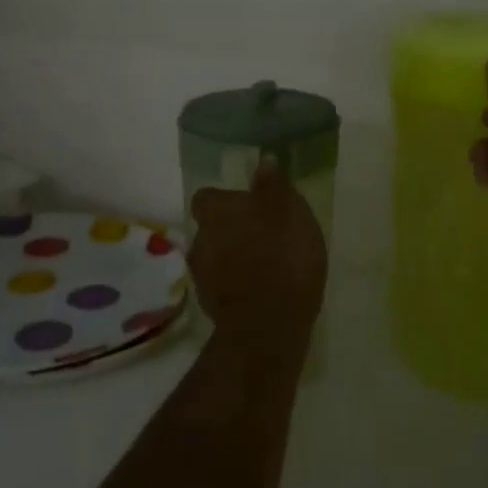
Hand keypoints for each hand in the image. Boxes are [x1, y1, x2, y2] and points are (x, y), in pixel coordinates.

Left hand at [189, 159, 327, 351]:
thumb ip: (272, 184)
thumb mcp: (287, 210)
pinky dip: (238, 285)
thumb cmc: (280, 256)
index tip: (249, 205)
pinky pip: (224, 286)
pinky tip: (262, 290)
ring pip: (216, 257)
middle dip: (232, 230)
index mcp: (215, 212)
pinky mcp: (211, 308)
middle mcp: (200, 240)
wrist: (267, 327)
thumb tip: (263, 161)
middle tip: (263, 235)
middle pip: (211, 228)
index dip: (226, 200)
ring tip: (265, 265)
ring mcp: (202, 277)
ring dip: (234, 258)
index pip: (208, 197)